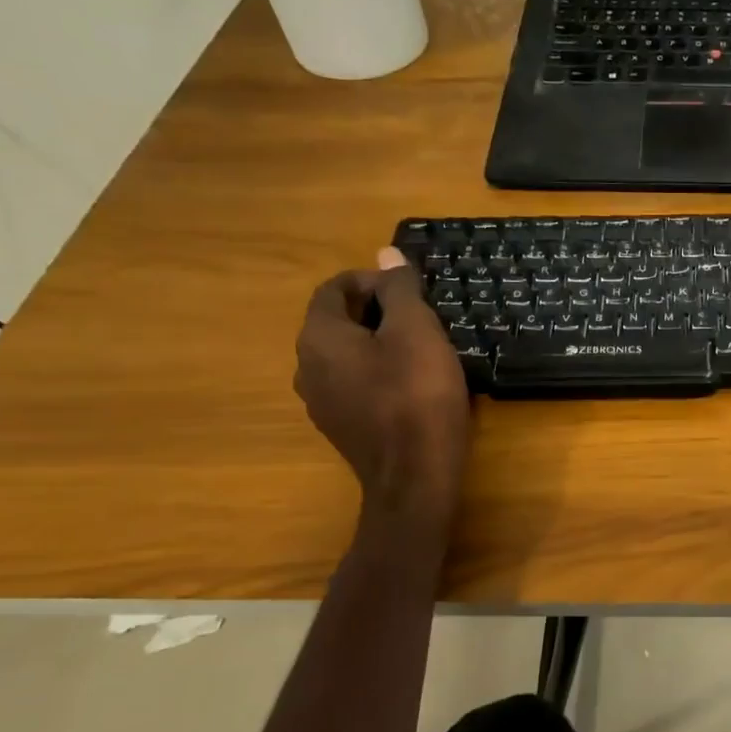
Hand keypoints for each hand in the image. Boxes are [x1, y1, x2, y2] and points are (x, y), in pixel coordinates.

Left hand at [295, 248, 470, 517]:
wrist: (414, 477)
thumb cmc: (417, 395)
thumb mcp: (417, 331)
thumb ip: (400, 290)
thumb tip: (385, 254)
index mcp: (319, 337)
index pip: (332, 289)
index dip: (371, 278)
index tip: (410, 287)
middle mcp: (307, 367)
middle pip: (337, 322)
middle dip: (377, 310)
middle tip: (423, 315)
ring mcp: (322, 402)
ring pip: (347, 355)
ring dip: (379, 342)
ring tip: (423, 347)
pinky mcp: (342, 427)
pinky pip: (356, 384)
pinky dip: (379, 372)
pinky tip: (413, 383)